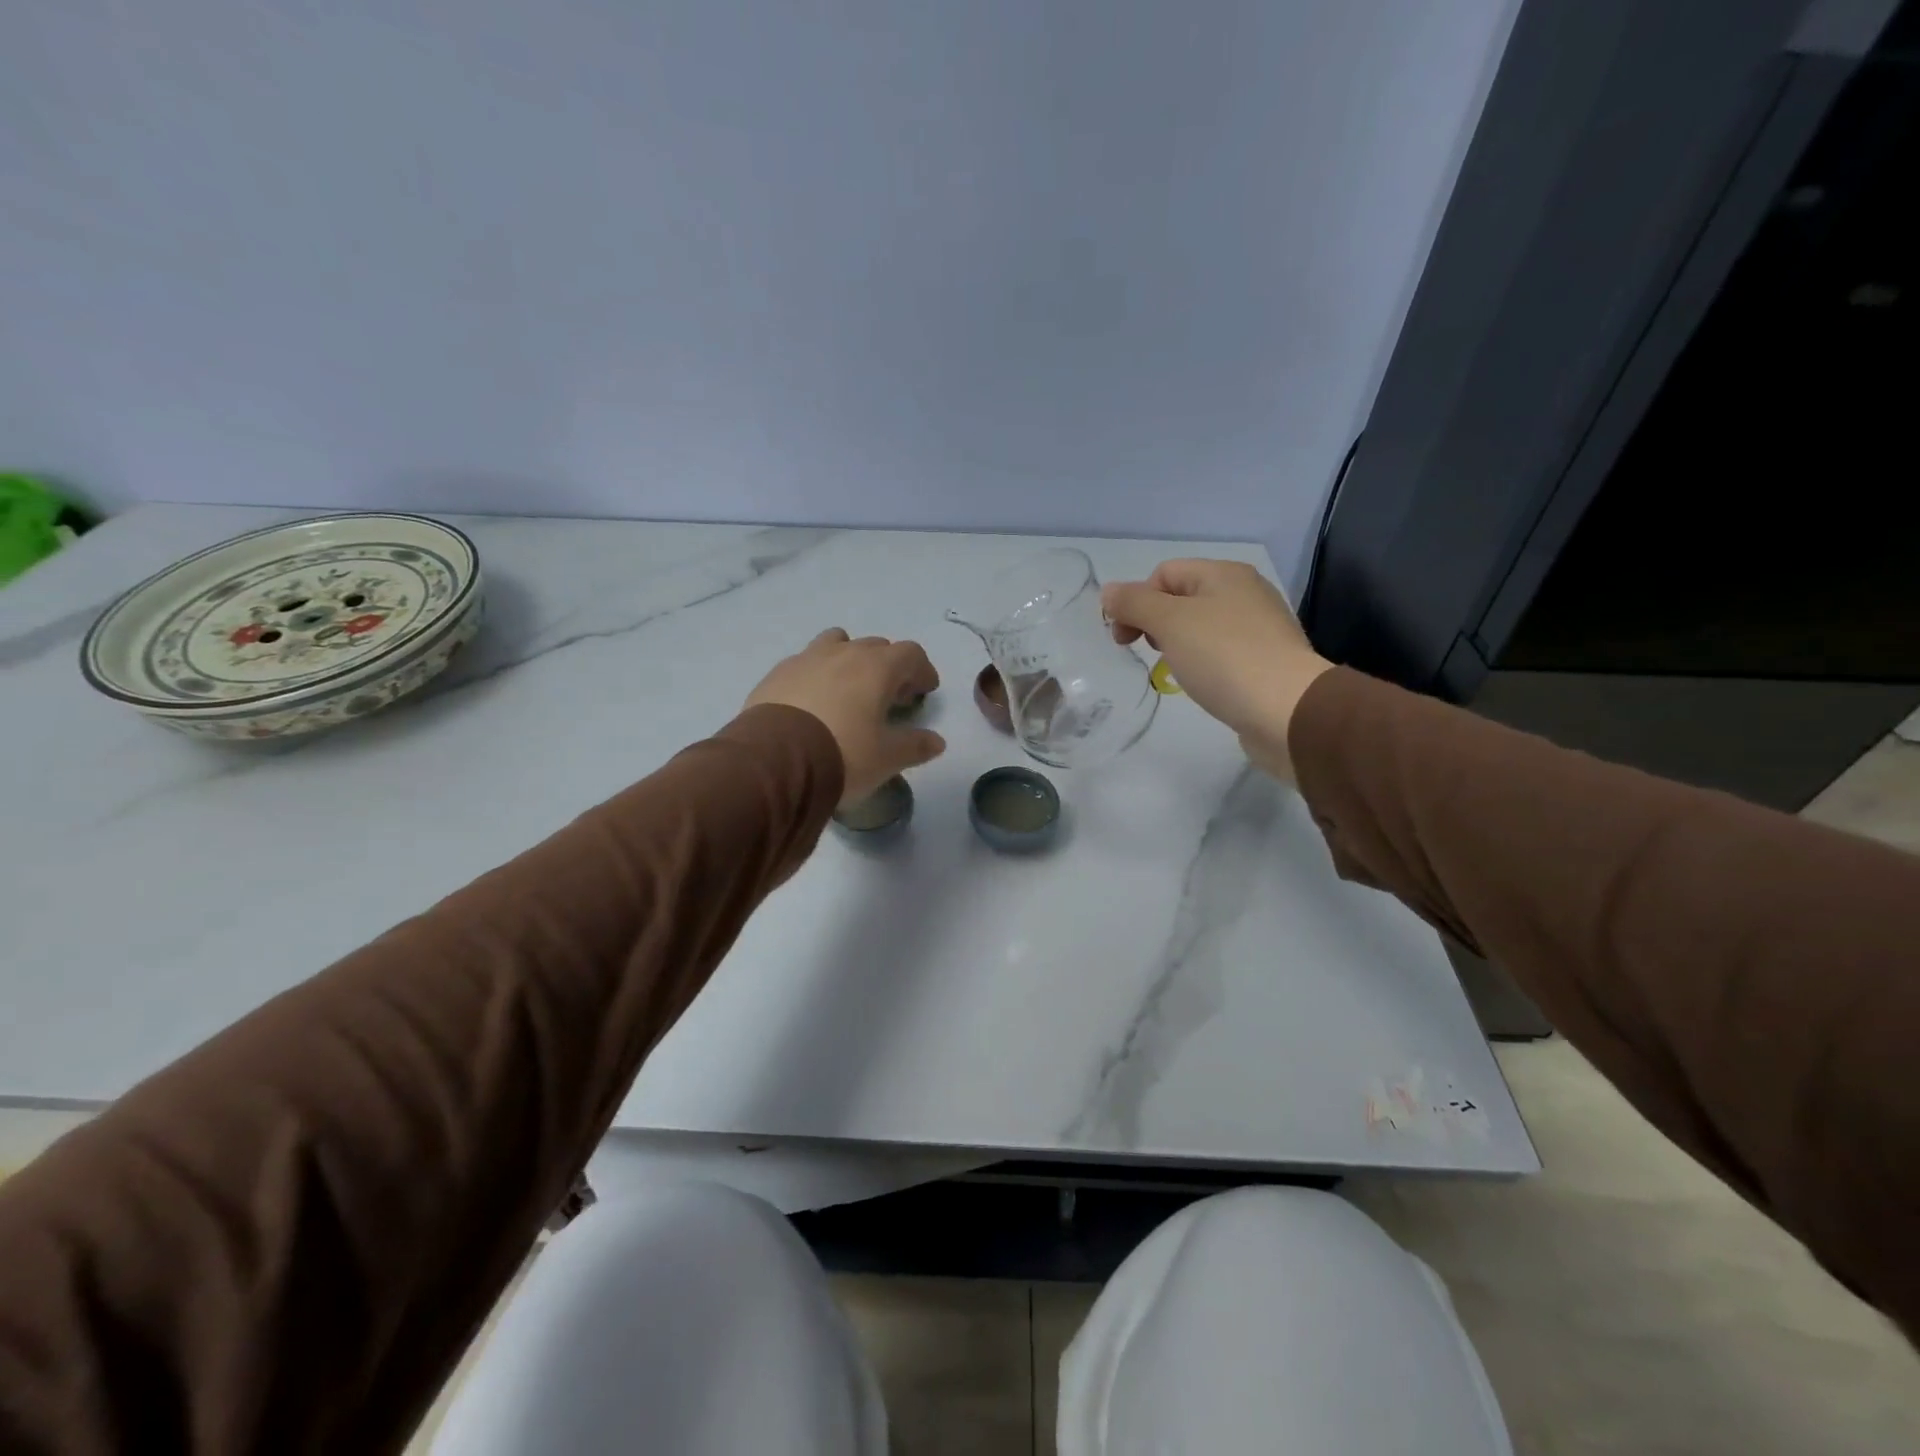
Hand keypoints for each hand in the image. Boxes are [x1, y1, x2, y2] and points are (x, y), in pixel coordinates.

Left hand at [746, 629, 945, 804]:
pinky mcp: (778, 673)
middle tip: (890, 696)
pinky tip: (814, 700)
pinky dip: (818, 673)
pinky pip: (806, 662)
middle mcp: (844, 653)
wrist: (775, 761)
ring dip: (850, 659)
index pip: (910, 654)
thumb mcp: (887, 758)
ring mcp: (807, 659)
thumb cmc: (843, 754)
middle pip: (875, 646)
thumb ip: (915, 746)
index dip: (922, 670)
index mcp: (877, 667)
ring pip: (837, 643)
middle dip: (889, 667)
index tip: (925, 691)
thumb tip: (937, 742)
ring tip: (849, 688)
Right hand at [1102, 560, 1331, 781]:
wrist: (1287, 710)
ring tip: (1175, 669)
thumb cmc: (1224, 657)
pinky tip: (1203, 683)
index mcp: (1224, 574)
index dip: (1136, 600)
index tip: (1124, 639)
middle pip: (1182, 598)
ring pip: (1201, 627)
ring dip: (1177, 644)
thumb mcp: (1169, 622)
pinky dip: (1203, 662)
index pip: (1164, 573)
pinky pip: (1222, 652)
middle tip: (1147, 651)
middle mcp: (1245, 593)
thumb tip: (1108, 592)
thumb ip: (1134, 603)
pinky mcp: (1266, 661)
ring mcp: (1259, 628)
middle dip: (1154, 622)